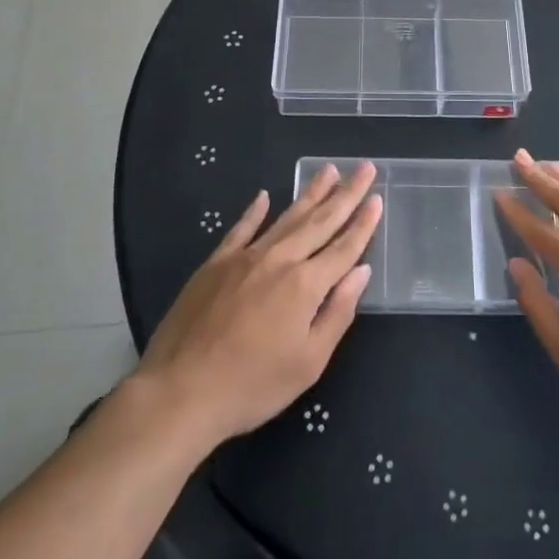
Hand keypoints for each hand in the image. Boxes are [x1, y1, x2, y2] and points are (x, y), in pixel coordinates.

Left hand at [131, 162, 381, 454]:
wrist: (180, 391)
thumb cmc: (252, 386)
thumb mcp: (308, 363)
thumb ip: (338, 313)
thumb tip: (361, 271)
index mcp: (306, 285)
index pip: (344, 247)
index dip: (363, 223)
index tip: (377, 198)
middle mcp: (280, 260)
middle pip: (320, 221)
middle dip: (346, 194)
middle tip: (364, 167)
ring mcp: (246, 257)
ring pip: (286, 217)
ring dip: (310, 193)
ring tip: (328, 170)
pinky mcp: (216, 262)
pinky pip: (241, 228)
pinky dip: (255, 211)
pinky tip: (264, 195)